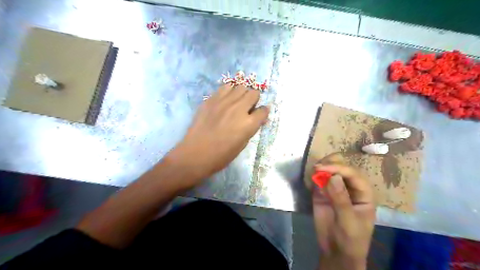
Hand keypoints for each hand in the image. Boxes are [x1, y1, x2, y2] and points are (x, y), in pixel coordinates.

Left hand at [167, 85, 269, 187]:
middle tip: (248, 107)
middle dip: (254, 100)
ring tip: (237, 101)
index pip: (264, 110)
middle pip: (254, 93)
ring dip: (242, 93)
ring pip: (241, 87)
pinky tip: (225, 99)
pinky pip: (225, 87)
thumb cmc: (221, 155)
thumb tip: (256, 119)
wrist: (196, 153)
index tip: (260, 114)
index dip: (263, 112)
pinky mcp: (212, 99)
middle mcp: (239, 108)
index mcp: (249, 123)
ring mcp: (224, 102)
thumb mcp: (242, 144)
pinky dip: (229, 91)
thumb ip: (251, 128)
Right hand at [314, 154, 376, 269]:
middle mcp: (350, 187)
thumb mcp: (348, 222)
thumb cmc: (350, 240)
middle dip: (330, 164)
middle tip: (317, 168)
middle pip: (342, 167)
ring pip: (330, 170)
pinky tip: (310, 180)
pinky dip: (314, 176)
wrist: (336, 252)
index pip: (353, 174)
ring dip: (322, 168)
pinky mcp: (323, 192)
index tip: (321, 168)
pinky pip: (319, 179)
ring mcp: (336, 188)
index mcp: (363, 193)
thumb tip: (333, 177)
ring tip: (313, 172)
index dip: (338, 168)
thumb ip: (341, 199)